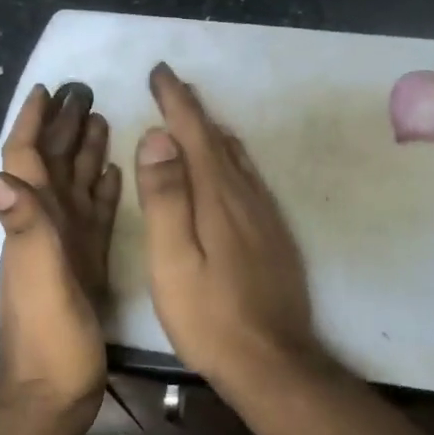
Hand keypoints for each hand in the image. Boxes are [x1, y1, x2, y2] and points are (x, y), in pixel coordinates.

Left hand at [0, 82, 121, 430]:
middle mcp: (45, 228)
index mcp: (32, 224)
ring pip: (74, 187)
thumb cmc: (48, 339)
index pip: (26, 159)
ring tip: (103, 119)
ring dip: (84, 152)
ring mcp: (66, 248)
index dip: (32, 123)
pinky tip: (112, 173)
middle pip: (52, 166)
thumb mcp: (39, 280)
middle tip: (86, 92)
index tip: (47, 89)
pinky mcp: (86, 266)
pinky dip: (100, 191)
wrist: (54, 393)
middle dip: (64, 127)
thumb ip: (24, 228)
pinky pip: (93, 217)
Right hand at [133, 63, 322, 393]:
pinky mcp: (275, 236)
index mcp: (217, 198)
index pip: (195, 134)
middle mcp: (246, 197)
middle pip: (218, 141)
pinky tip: (227, 169)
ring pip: (238, 159)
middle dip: (194, 111)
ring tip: (195, 119)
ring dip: (213, 133)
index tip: (160, 72)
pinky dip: (231, 160)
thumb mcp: (173, 261)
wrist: (272, 362)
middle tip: (172, 88)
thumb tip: (158, 137)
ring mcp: (265, 216)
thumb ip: (166, 198)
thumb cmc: (210, 317)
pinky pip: (249, 180)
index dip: (176, 102)